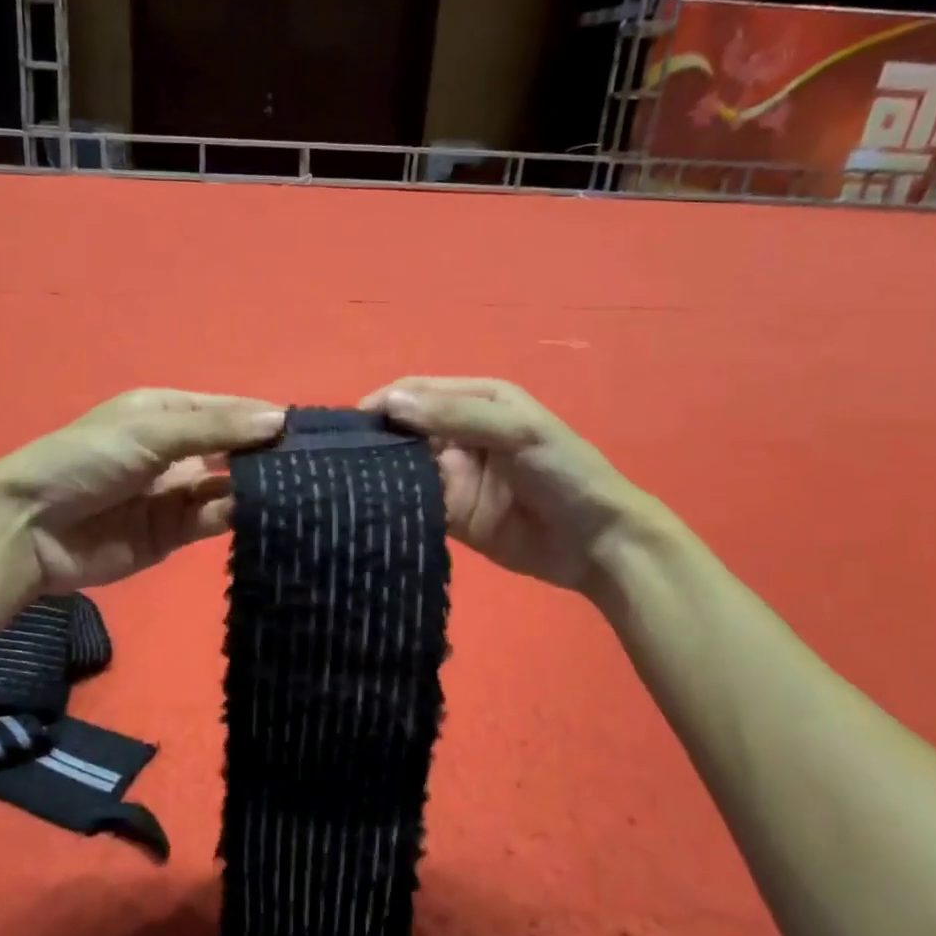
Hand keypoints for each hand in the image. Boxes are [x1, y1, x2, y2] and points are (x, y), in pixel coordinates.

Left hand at [0, 389, 284, 594]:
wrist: (30, 528)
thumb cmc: (86, 460)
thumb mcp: (151, 432)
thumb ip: (216, 429)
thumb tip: (280, 420)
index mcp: (168, 413)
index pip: (229, 411)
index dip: (266, 419)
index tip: (311, 432)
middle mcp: (178, 450)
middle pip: (235, 450)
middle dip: (268, 456)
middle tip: (317, 466)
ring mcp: (176, 493)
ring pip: (230, 487)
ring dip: (258, 488)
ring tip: (304, 490)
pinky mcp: (173, 534)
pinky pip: (214, 520)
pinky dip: (238, 516)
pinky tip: (268, 513)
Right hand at [358, 377, 650, 598]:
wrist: (599, 542)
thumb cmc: (564, 471)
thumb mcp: (516, 430)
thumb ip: (456, 414)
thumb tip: (391, 402)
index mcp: (475, 401)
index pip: (415, 393)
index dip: (383, 403)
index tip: (348, 426)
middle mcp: (457, 434)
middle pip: (402, 430)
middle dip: (373, 440)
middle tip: (337, 459)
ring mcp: (452, 476)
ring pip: (403, 468)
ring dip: (379, 474)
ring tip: (343, 485)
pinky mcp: (451, 514)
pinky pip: (414, 504)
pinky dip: (394, 506)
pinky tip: (368, 511)